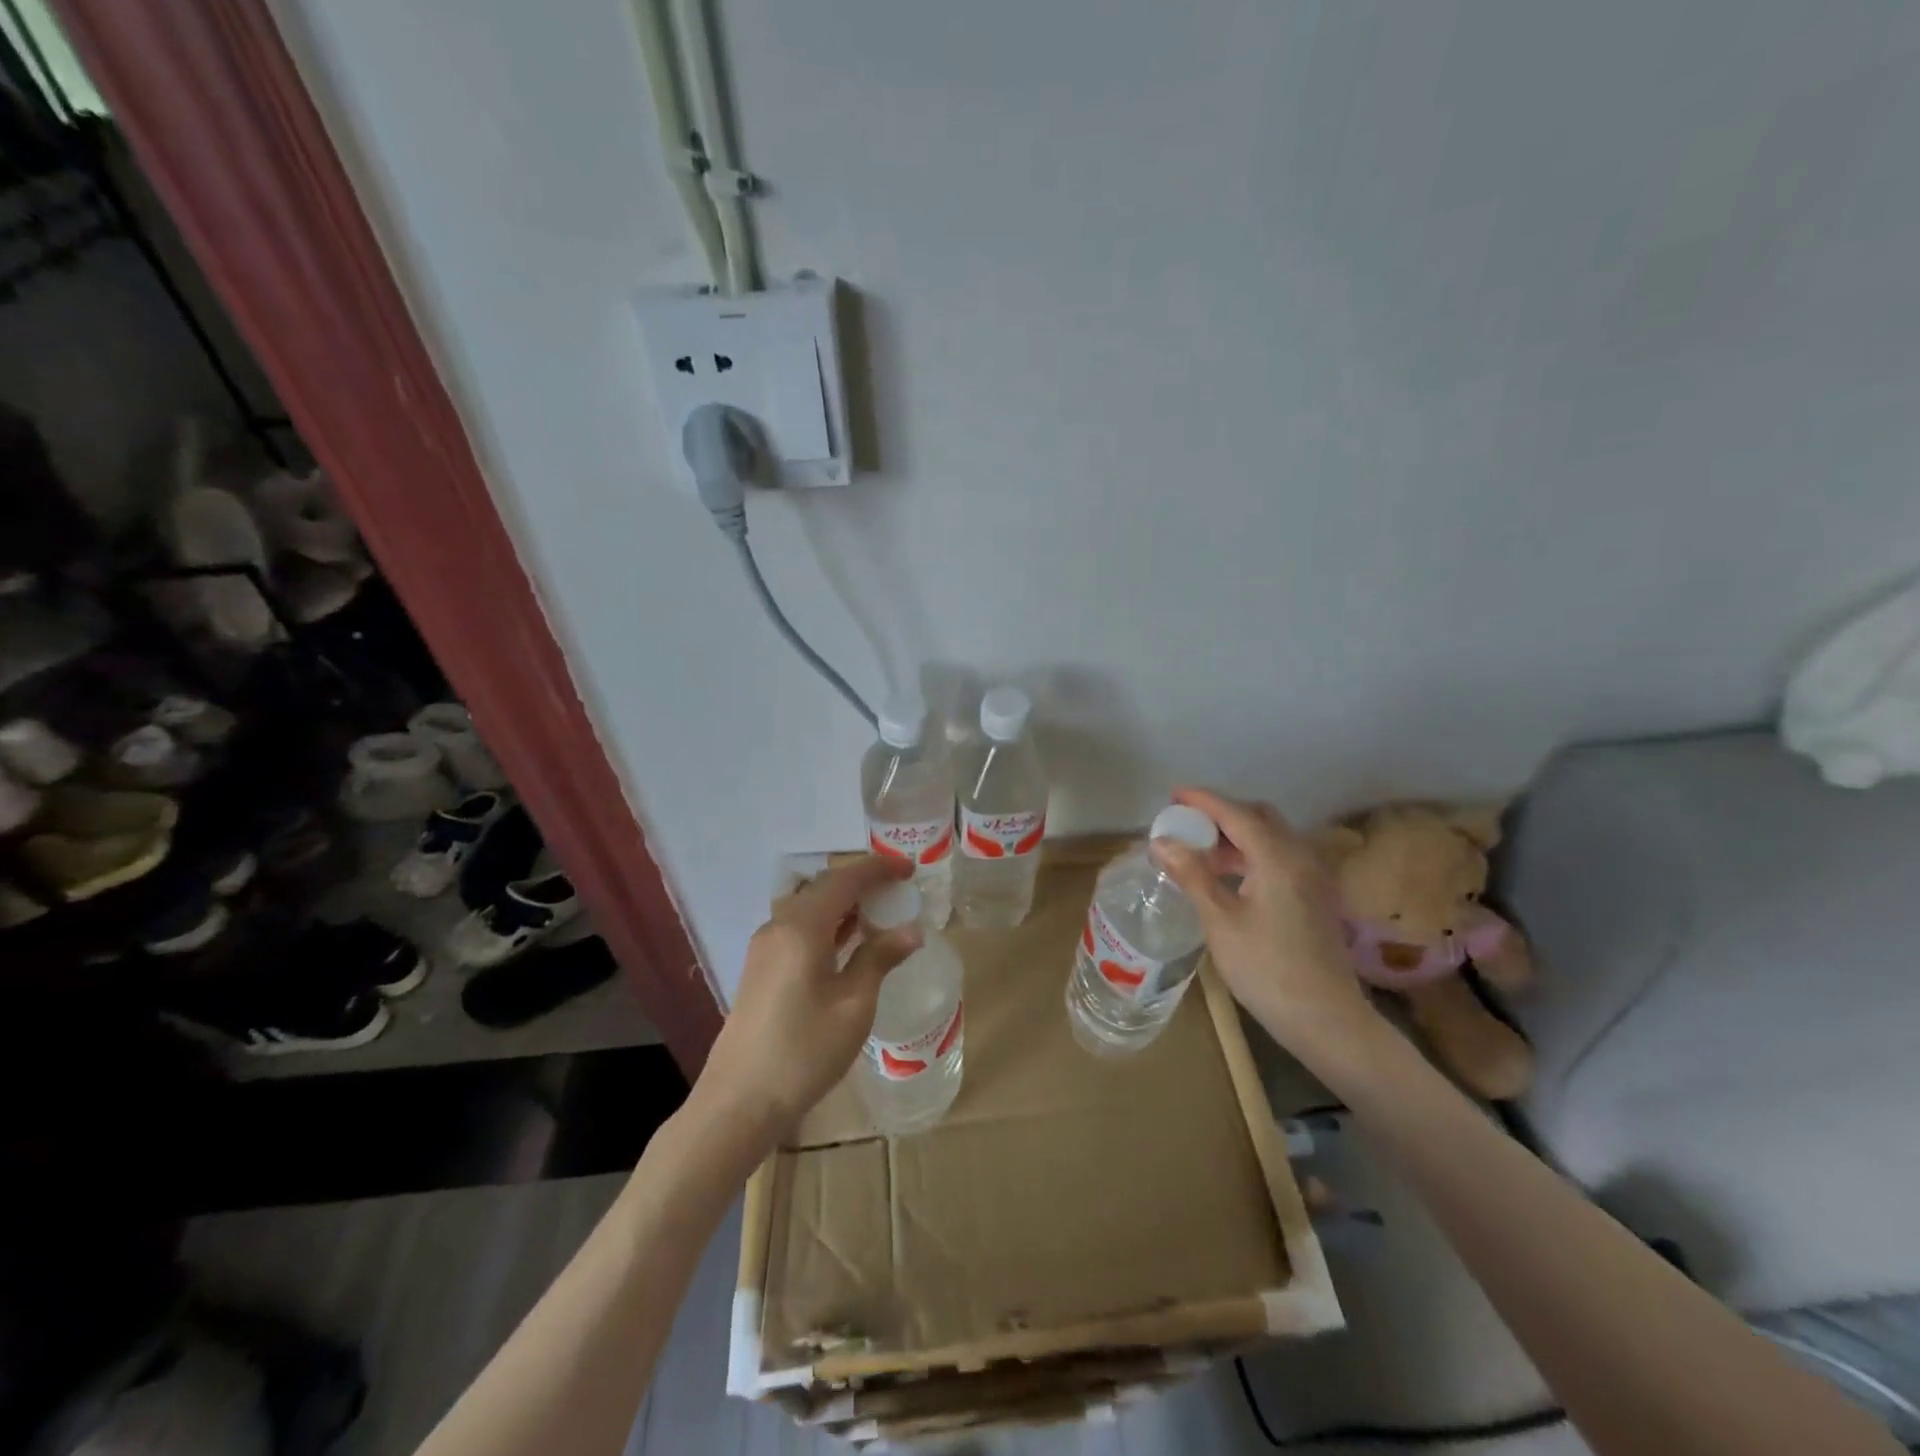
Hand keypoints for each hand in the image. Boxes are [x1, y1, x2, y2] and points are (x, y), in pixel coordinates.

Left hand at [697, 856, 922, 1141]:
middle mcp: (779, 926)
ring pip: (810, 908)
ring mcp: (766, 947)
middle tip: (899, 889)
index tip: (909, 869)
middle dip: (862, 883)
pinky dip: (829, 924)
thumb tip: (911, 930)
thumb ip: (879, 959)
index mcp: (801, 927)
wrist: (739, 1101)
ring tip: (881, 912)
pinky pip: (800, 928)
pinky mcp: (762, 968)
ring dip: (845, 904)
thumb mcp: (853, 1005)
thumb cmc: (804, 1052)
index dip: (877, 869)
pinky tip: (850, 942)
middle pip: (824, 888)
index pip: (843, 880)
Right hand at [1153, 788, 1378, 1054]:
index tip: (1174, 795)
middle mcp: (1301, 856)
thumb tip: (1162, 841)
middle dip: (1222, 815)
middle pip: (1259, 817)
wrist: (1325, 1019)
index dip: (1203, 801)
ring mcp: (1313, 877)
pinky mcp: (1316, 896)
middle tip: (1186, 824)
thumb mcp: (1220, 921)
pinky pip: (1280, 858)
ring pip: (1272, 838)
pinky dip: (1252, 855)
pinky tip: (1228, 877)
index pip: (1236, 813)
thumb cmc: (1266, 969)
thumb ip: (1192, 875)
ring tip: (1199, 853)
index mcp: (1278, 857)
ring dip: (1236, 836)